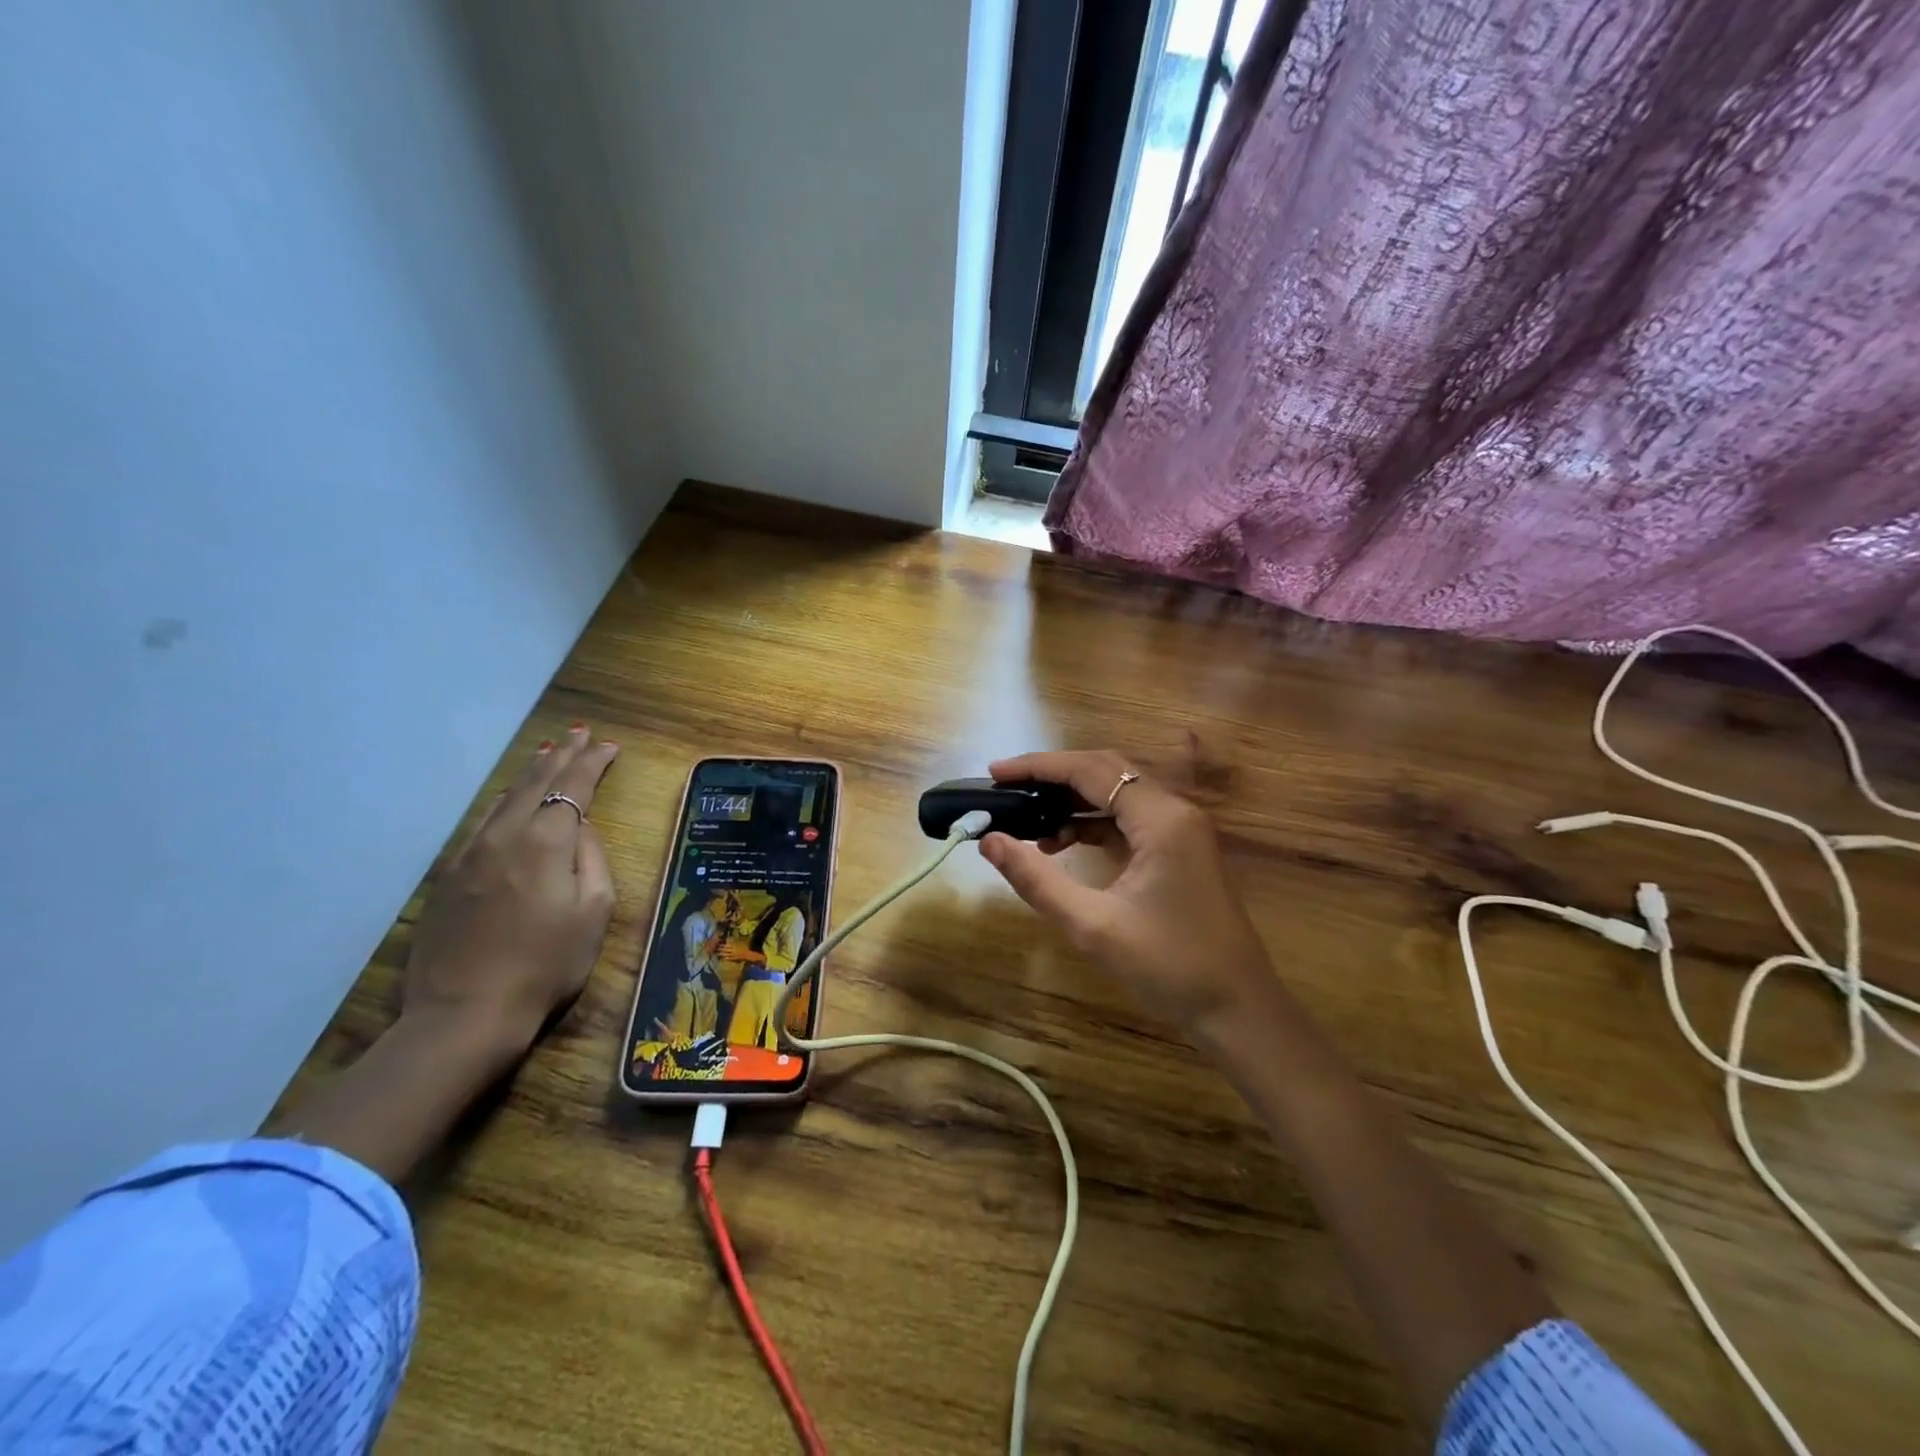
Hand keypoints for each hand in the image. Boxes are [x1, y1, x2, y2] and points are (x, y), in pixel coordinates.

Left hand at [405, 725, 620, 1054]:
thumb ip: (591, 859)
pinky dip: (503, 800)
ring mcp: (469, 854)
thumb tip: (580, 828)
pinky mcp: (448, 876)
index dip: (593, 763)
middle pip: (535, 782)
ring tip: (547, 753)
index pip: (573, 787)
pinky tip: (507, 798)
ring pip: (504, 798)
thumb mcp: (594, 911)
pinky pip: (481, 822)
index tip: (609, 746)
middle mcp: (504, 835)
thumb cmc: (547, 965)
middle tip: (579, 733)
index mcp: (545, 842)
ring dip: (530, 773)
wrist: (465, 1013)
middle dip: (561, 756)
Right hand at [979, 750, 1271, 1031]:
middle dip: (1053, 776)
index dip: (1039, 766)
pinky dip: (1092, 823)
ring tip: (1026, 819)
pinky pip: (1129, 818)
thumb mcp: (1093, 925)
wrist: (1237, 1009)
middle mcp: (1175, 811)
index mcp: (1161, 818)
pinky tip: (1062, 842)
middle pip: (1106, 771)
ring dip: (1072, 800)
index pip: (1091, 770)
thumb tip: (989, 841)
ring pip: (1117, 793)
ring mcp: (1182, 829)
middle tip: (1005, 788)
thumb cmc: (1169, 966)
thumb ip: (1038, 879)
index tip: (994, 772)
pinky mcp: (1180, 849)